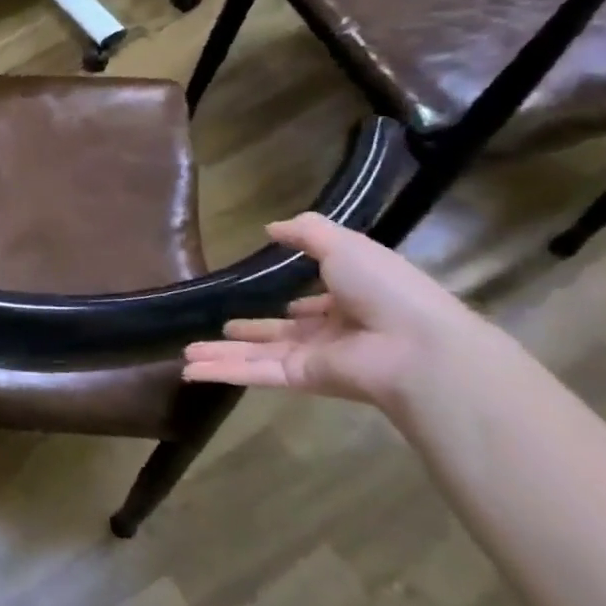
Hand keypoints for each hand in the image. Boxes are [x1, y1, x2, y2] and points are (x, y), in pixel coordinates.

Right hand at [182, 212, 488, 409]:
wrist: (417, 346)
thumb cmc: (386, 288)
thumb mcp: (345, 244)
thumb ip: (306, 233)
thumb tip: (269, 227)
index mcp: (354, 298)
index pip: (323, 304)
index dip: (305, 303)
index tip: (283, 302)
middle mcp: (335, 330)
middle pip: (282, 331)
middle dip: (252, 331)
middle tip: (222, 328)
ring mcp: (317, 357)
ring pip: (259, 354)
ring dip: (223, 353)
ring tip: (188, 352)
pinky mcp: (302, 378)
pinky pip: (255, 371)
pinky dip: (222, 371)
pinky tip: (190, 370)